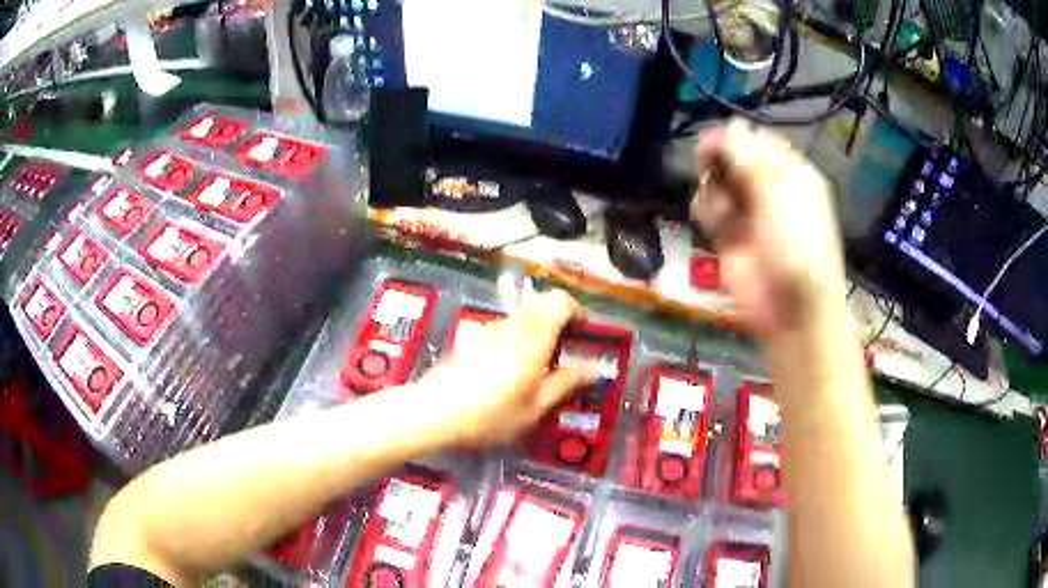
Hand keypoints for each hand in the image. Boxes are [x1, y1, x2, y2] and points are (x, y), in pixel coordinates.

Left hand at [416, 289, 598, 446]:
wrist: (433, 412)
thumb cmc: (489, 415)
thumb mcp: (534, 408)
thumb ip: (565, 383)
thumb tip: (595, 367)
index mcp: (532, 338)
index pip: (560, 301)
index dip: (578, 311)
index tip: (586, 334)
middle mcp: (511, 325)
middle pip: (542, 302)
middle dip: (561, 318)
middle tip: (569, 348)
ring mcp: (489, 328)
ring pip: (524, 313)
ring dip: (541, 327)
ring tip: (545, 361)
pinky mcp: (474, 337)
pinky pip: (507, 325)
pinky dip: (521, 335)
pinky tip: (515, 367)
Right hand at [692, 119, 846, 336]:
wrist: (791, 312)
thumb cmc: (797, 249)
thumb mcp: (780, 197)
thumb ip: (751, 160)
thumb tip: (731, 125)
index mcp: (792, 174)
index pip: (760, 141)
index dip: (736, 137)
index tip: (715, 141)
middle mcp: (770, 188)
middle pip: (735, 157)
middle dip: (720, 159)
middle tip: (708, 163)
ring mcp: (749, 212)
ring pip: (717, 180)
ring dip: (713, 188)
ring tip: (723, 209)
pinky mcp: (729, 234)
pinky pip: (709, 207)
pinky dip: (708, 210)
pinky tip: (717, 223)